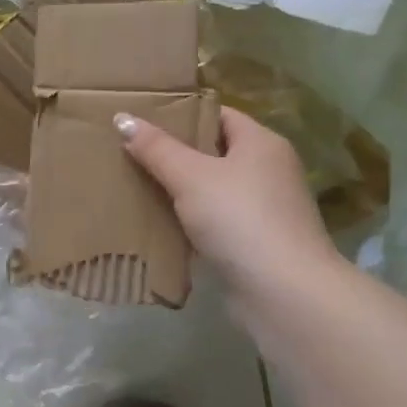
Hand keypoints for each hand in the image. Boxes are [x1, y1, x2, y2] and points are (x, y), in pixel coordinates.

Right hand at [119, 106, 340, 299]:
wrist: (283, 293)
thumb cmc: (239, 219)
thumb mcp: (191, 176)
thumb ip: (156, 148)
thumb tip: (123, 118)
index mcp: (262, 143)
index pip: (217, 114)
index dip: (181, 113)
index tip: (142, 119)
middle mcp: (268, 171)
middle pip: (212, 152)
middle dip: (172, 153)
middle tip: (129, 150)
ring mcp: (263, 209)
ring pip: (210, 189)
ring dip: (177, 190)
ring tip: (134, 184)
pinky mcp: (253, 243)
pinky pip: (212, 221)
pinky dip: (187, 221)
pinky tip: (156, 223)